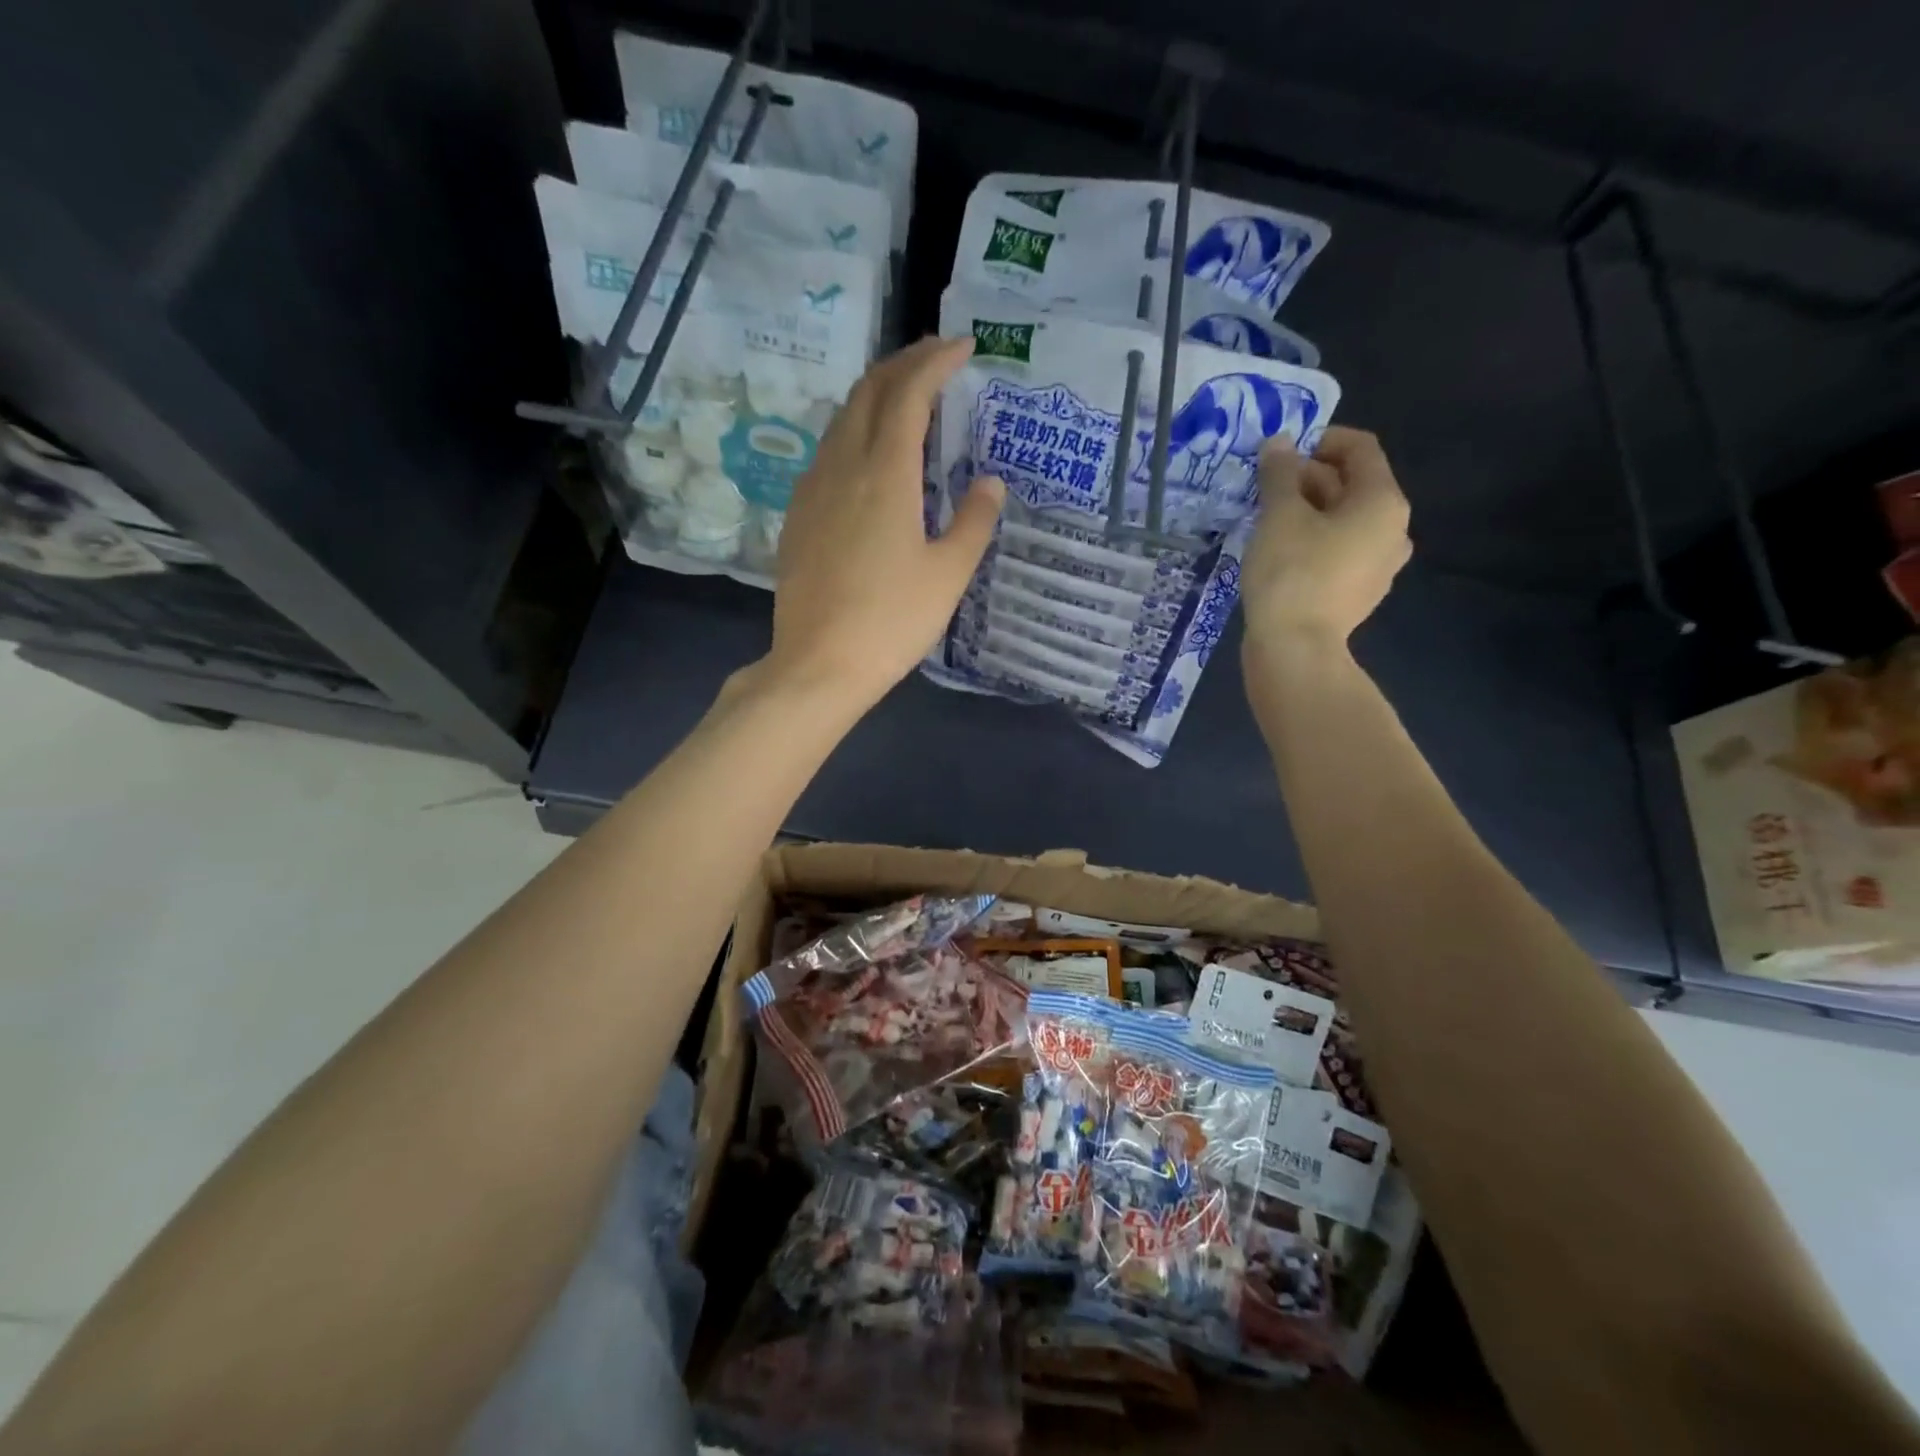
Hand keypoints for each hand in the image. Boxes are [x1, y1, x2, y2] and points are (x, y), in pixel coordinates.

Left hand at [766, 336, 1004, 708]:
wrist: (818, 665)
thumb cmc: (892, 621)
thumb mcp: (949, 574)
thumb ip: (974, 521)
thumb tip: (990, 483)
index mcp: (884, 474)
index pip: (908, 393)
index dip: (935, 362)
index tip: (963, 348)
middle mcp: (842, 467)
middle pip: (867, 392)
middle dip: (903, 365)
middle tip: (936, 361)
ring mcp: (813, 490)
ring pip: (842, 419)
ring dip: (876, 396)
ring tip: (907, 399)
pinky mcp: (798, 515)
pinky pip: (828, 451)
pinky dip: (855, 431)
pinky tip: (870, 455)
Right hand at [1240, 426, 1410, 648]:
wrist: (1296, 650)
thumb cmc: (1291, 573)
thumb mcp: (1278, 515)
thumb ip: (1279, 474)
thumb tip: (1279, 443)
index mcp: (1383, 502)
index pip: (1360, 449)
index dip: (1320, 440)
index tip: (1281, 452)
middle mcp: (1393, 529)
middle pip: (1352, 485)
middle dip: (1308, 479)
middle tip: (1264, 488)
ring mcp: (1380, 566)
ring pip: (1344, 521)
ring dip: (1308, 511)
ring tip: (1267, 520)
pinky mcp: (1359, 593)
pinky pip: (1339, 552)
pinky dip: (1314, 541)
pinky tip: (1280, 553)